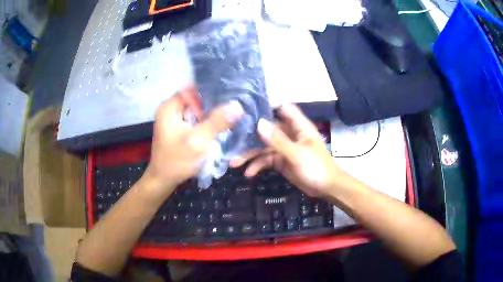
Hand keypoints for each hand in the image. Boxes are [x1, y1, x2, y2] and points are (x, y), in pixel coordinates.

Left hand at [145, 86, 243, 195]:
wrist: (163, 180)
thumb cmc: (177, 160)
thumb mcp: (199, 141)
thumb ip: (217, 122)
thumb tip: (237, 106)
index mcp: (170, 107)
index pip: (193, 89)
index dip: (211, 91)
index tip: (229, 96)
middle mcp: (169, 109)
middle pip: (195, 99)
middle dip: (212, 104)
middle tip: (233, 107)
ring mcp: (172, 120)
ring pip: (195, 110)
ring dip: (209, 114)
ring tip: (229, 115)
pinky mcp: (177, 129)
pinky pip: (193, 120)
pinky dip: (204, 122)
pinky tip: (217, 126)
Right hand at [231, 104, 352, 197]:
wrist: (326, 188)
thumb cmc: (317, 168)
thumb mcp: (297, 154)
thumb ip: (278, 140)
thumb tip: (259, 123)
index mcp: (298, 127)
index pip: (282, 109)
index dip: (267, 107)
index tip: (247, 109)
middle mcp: (290, 134)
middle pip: (267, 130)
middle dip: (250, 137)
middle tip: (232, 143)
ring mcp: (284, 148)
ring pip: (264, 147)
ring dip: (250, 154)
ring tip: (234, 163)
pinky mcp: (281, 161)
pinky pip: (266, 160)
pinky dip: (257, 166)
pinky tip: (249, 173)